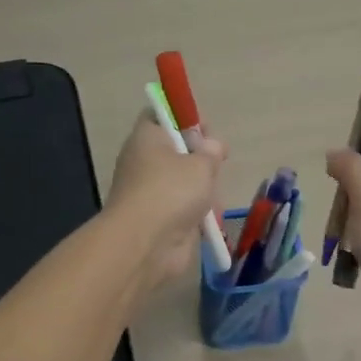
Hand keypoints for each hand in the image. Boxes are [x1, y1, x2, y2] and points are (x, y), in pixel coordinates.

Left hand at [108, 111, 226, 296]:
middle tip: (216, 164)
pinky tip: (210, 220)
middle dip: (201, 160)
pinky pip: (186, 209)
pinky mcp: (161, 220)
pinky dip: (200, 215)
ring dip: (204, 190)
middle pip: (177, 151)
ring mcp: (152, 193)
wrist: (147, 243)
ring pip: (185, 183)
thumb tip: (212, 146)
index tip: (207, 131)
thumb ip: (211, 151)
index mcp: (147, 138)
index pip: (162, 116)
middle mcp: (145, 163)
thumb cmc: (171, 190)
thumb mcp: (200, 162)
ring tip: (212, 198)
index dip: (185, 118)